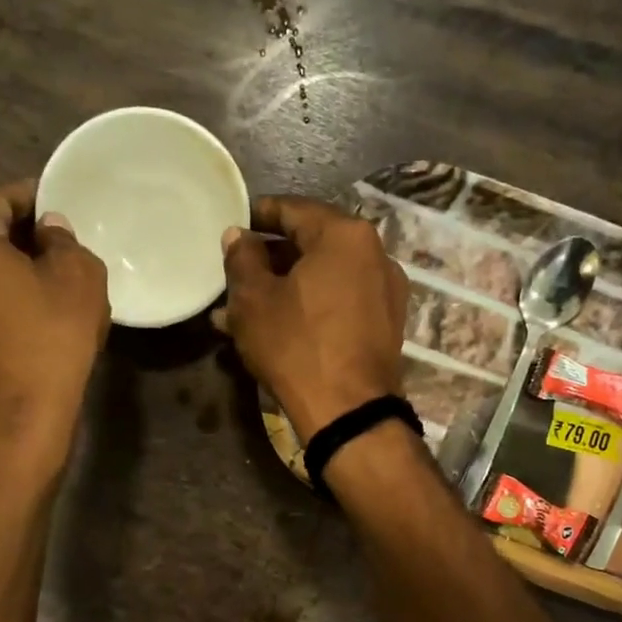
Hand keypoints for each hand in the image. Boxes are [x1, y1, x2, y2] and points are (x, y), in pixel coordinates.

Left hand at [0, 180, 107, 456]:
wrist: (20, 412)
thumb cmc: (51, 334)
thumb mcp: (78, 275)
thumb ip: (64, 240)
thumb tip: (49, 230)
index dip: (34, 198)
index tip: (62, 205)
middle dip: (23, 237)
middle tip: (63, 246)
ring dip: (12, 271)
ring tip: (51, 284)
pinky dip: (3, 300)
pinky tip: (33, 318)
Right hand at [216, 195, 407, 440]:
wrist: (349, 412)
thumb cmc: (297, 346)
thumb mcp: (253, 301)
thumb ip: (242, 259)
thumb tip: (238, 236)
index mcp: (344, 235)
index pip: (293, 210)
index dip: (258, 215)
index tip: (235, 225)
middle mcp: (374, 254)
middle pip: (312, 244)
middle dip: (270, 259)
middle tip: (236, 272)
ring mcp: (385, 290)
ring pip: (324, 277)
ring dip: (286, 287)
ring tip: (245, 307)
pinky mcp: (386, 324)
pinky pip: (340, 301)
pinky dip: (310, 306)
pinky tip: (279, 325)